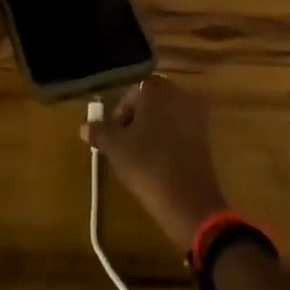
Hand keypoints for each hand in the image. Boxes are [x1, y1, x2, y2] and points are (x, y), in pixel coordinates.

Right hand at [82, 77, 227, 252]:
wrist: (188, 200)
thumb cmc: (147, 164)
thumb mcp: (115, 148)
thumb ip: (99, 132)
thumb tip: (84, 126)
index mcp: (157, 89)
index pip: (131, 92)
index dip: (119, 113)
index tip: (113, 136)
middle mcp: (179, 93)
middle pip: (149, 103)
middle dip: (134, 121)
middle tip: (123, 147)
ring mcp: (195, 114)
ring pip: (164, 117)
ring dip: (150, 132)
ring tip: (138, 158)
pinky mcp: (205, 136)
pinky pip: (179, 131)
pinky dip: (167, 141)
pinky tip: (158, 163)